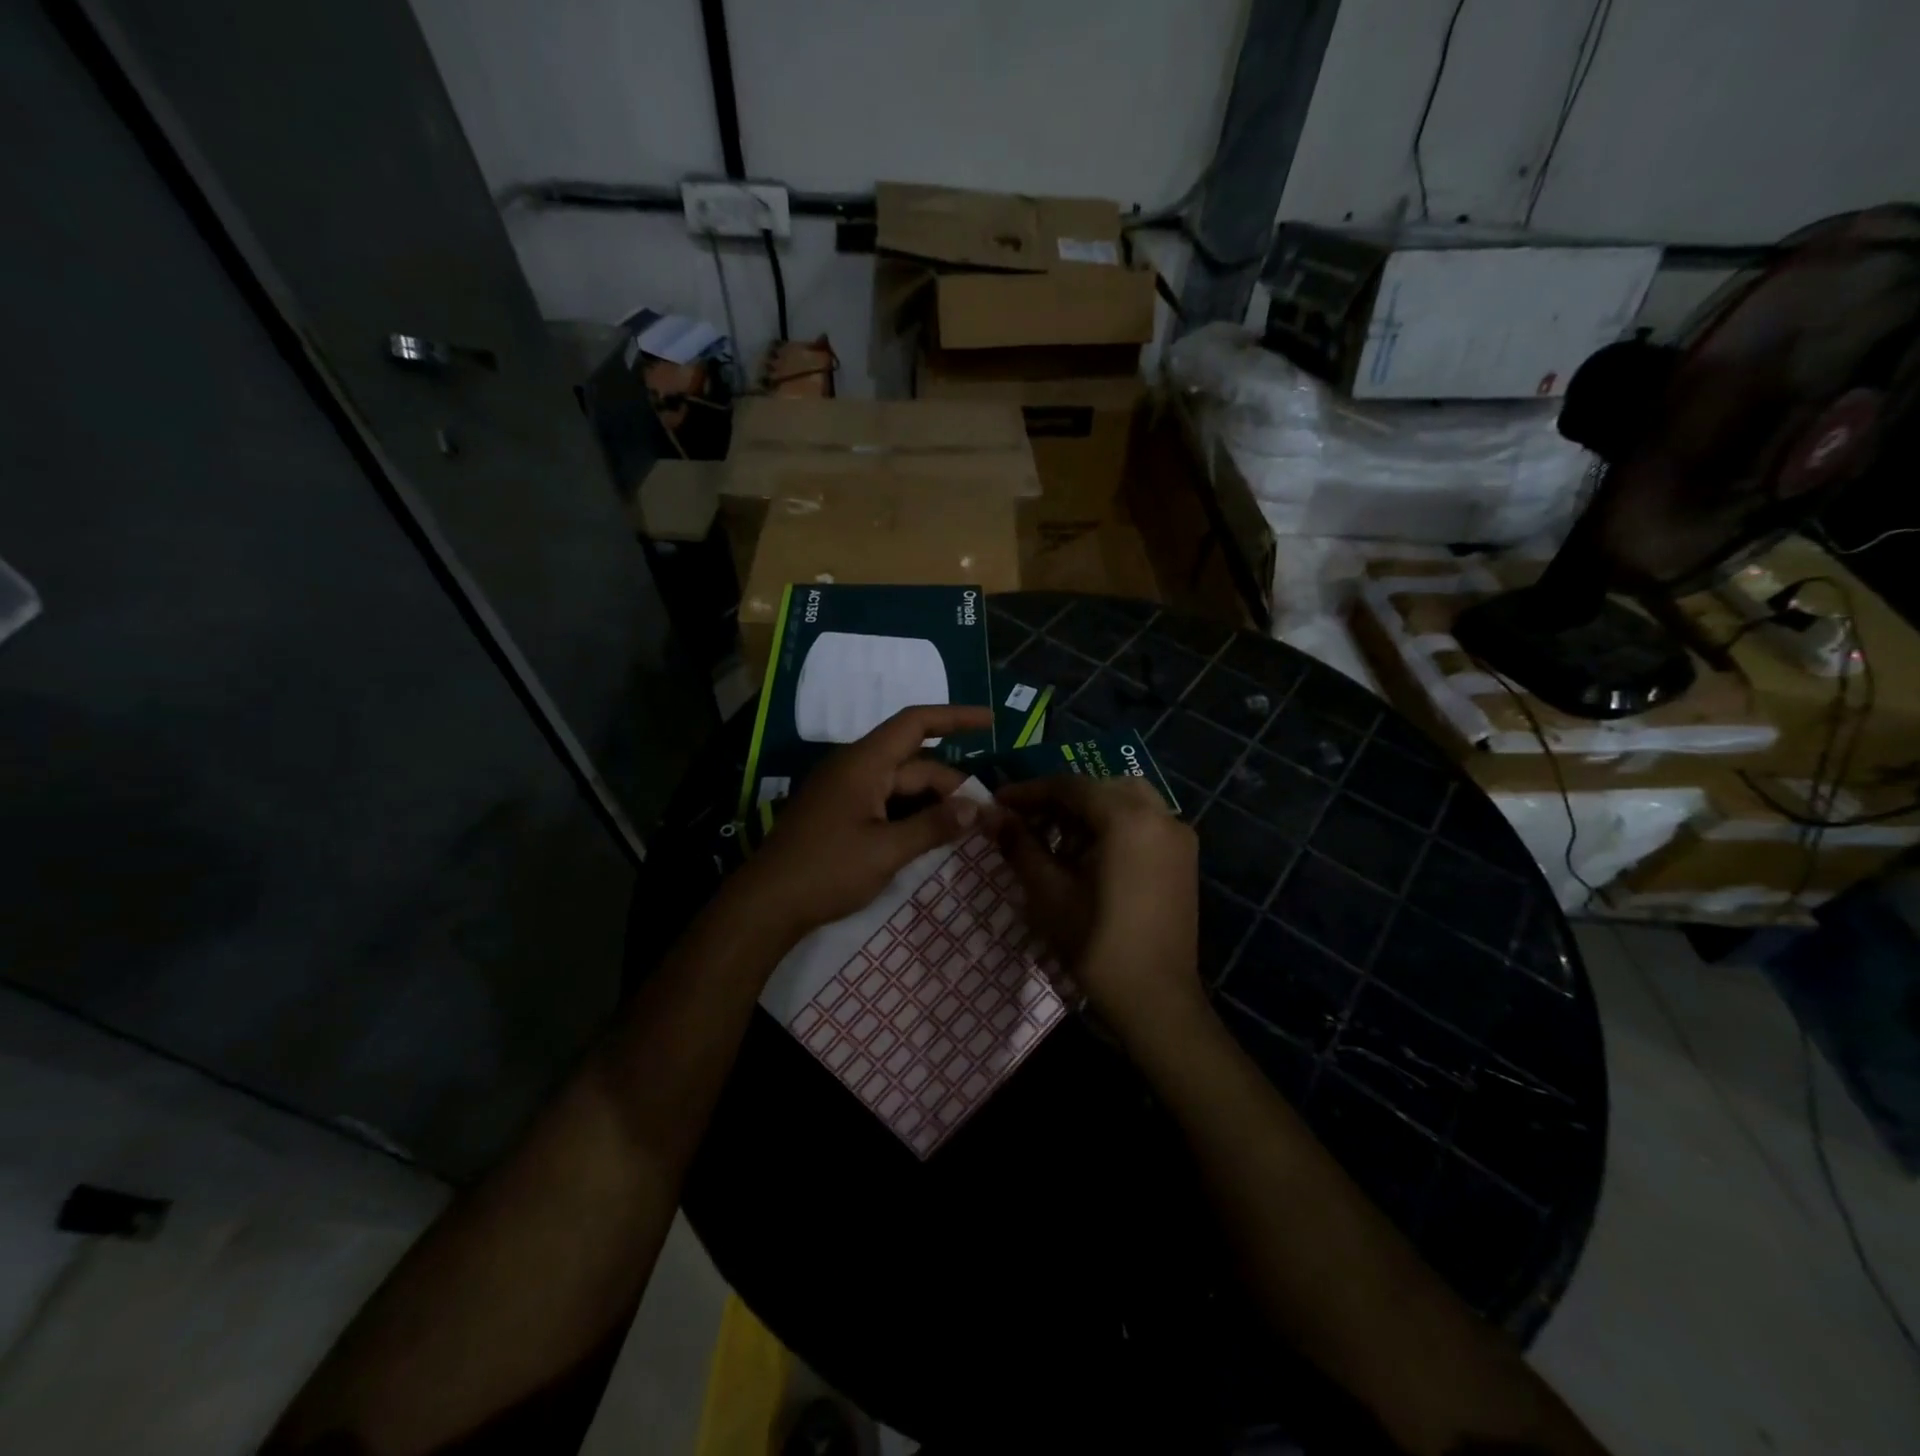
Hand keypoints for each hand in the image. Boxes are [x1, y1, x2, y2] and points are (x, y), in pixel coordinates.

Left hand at [738, 705, 996, 939]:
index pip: (916, 723)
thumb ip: (934, 826)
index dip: (955, 717)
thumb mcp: (887, 851)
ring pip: (900, 785)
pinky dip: (912, 813)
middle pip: (914, 763)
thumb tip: (978, 808)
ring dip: (933, 800)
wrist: (766, 904)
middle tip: (987, 813)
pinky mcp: (839, 814)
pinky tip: (932, 834)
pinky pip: (885, 802)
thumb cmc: (827, 870)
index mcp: (864, 763)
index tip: (991, 721)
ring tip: (967, 824)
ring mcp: (844, 791)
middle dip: (952, 783)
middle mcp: (854, 768)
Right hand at [994, 775, 1203, 1043]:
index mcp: (1129, 818)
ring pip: (1126, 802)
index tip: (998, 803)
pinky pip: (1143, 824)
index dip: (1030, 791)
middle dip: (1060, 799)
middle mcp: (1160, 815)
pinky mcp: (1183, 859)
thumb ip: (1019, 844)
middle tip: (1026, 820)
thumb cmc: (1097, 944)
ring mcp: (1178, 837)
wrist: (1157, 1001)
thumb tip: (990, 814)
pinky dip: (1113, 826)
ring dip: (1088, 811)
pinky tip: (1086, 856)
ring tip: (1053, 840)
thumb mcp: (1048, 892)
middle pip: (1101, 787)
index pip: (1071, 786)